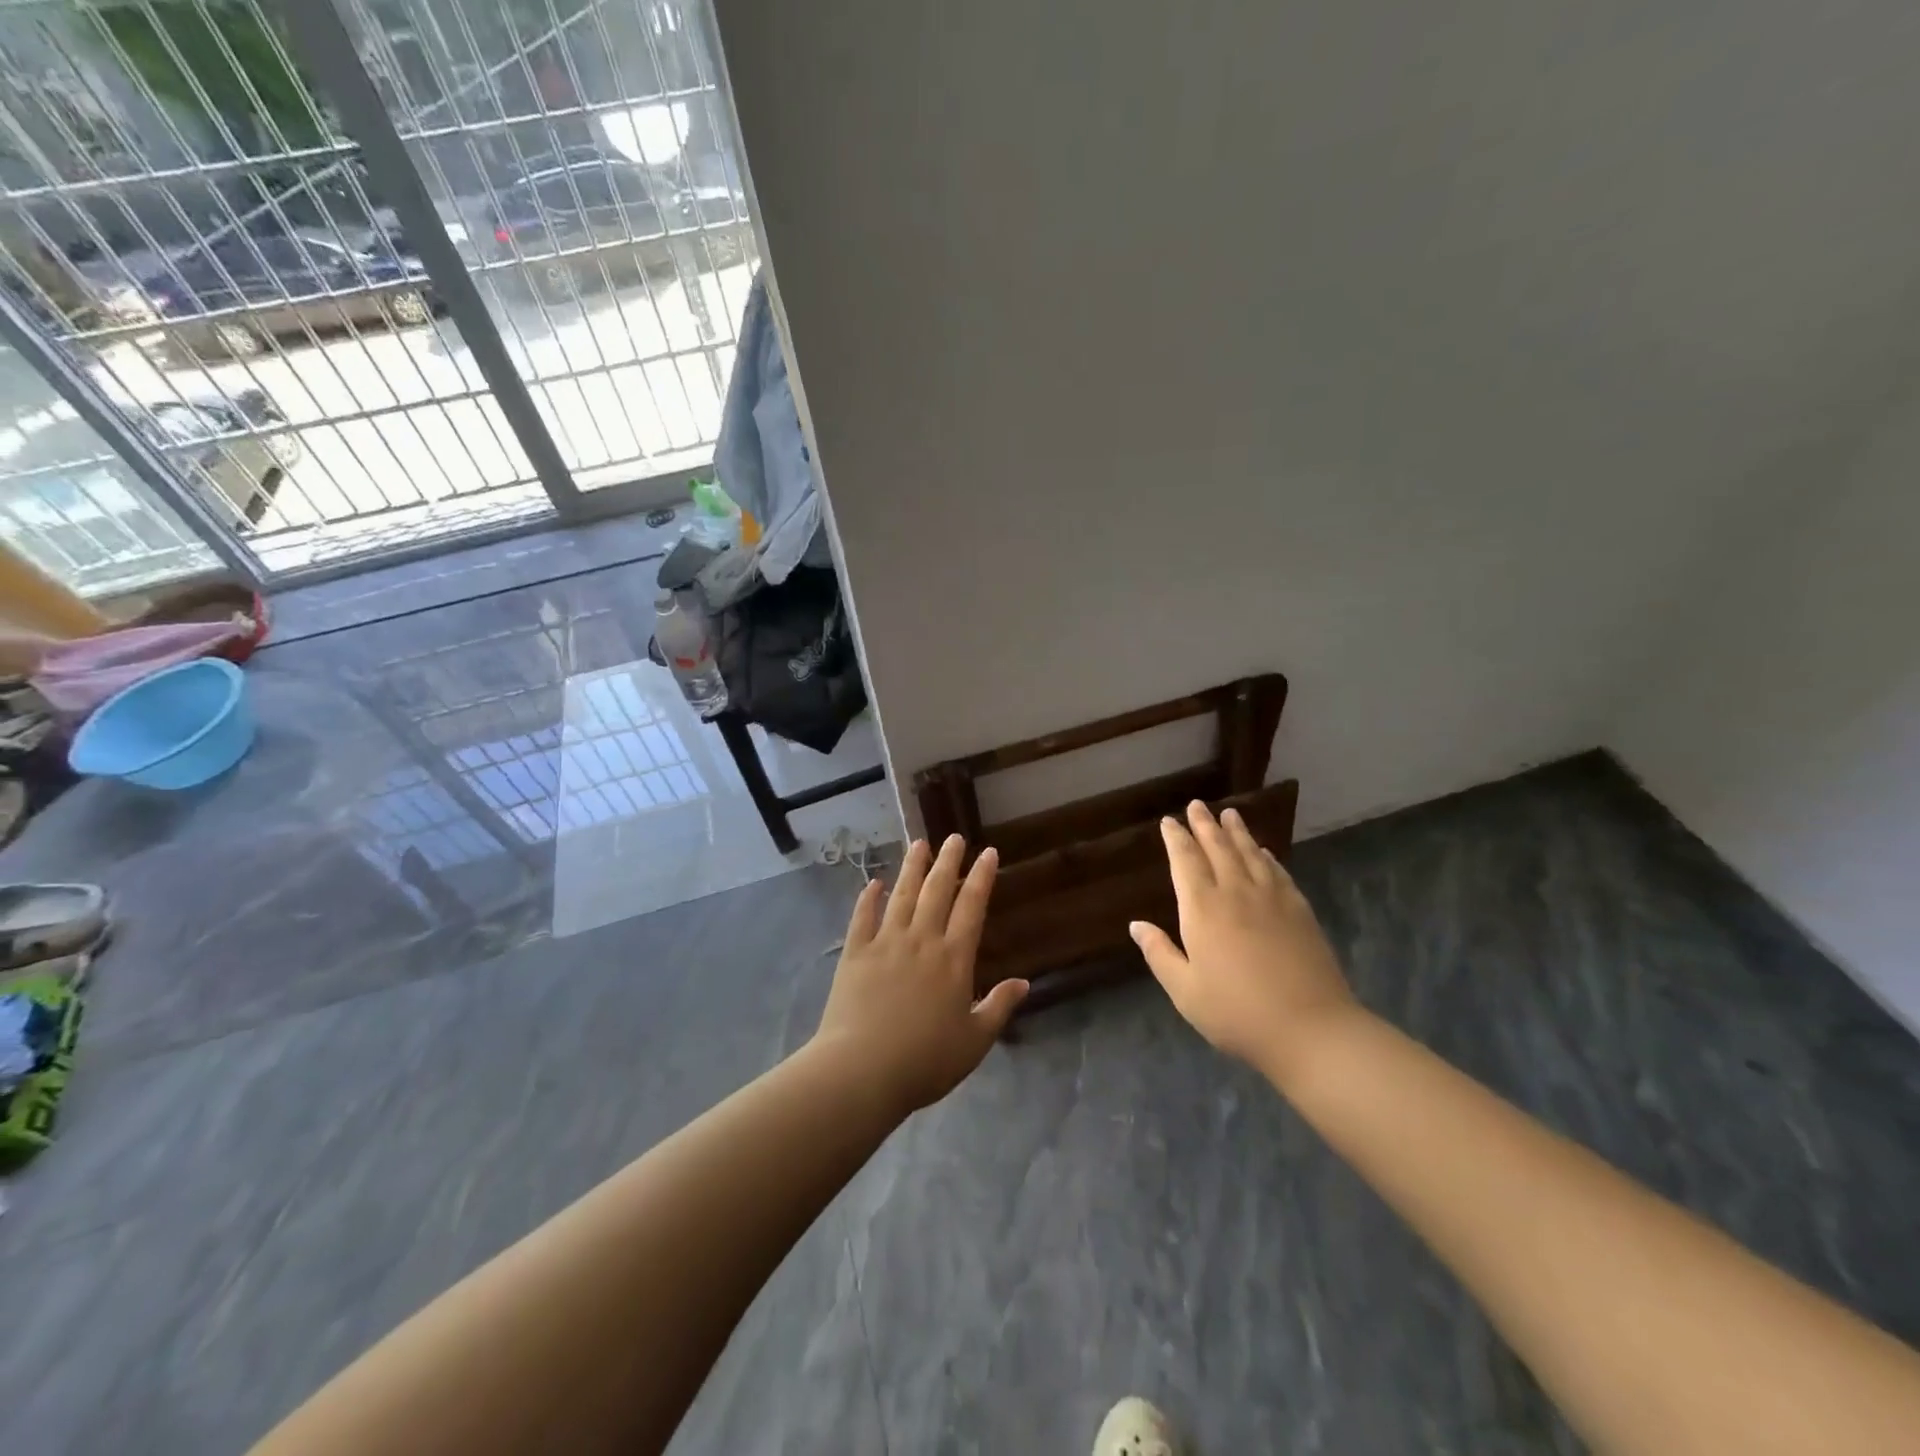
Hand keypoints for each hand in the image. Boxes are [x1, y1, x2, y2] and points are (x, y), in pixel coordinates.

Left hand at [812, 835, 1027, 1114]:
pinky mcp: (855, 953)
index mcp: (953, 959)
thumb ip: (999, 1008)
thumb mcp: (975, 1041)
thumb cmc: (925, 1060)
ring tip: (919, 844)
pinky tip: (874, 883)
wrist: (862, 1070)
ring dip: (912, 868)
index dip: (981, 877)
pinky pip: (862, 917)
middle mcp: (921, 940)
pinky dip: (868, 898)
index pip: (972, 907)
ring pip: (902, 895)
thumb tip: (1024, 982)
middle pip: (937, 891)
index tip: (988, 852)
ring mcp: (885, 943)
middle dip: (948, 862)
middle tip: (954, 838)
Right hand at [1130, 801, 1361, 1083]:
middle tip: (1197, 805)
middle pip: (1218, 849)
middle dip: (1204, 825)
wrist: (1310, 1028)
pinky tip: (1264, 852)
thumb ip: (1159, 953)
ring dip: (1237, 832)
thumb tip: (1136, 925)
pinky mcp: (1300, 911)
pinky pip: (1278, 872)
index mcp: (1202, 909)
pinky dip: (1267, 857)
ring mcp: (1272, 899)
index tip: (1169, 821)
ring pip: (1250, 854)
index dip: (1176, 839)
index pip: (1185, 861)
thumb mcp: (1184, 990)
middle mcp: (1235, 893)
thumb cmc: (1236, 1013)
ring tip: (1229, 814)